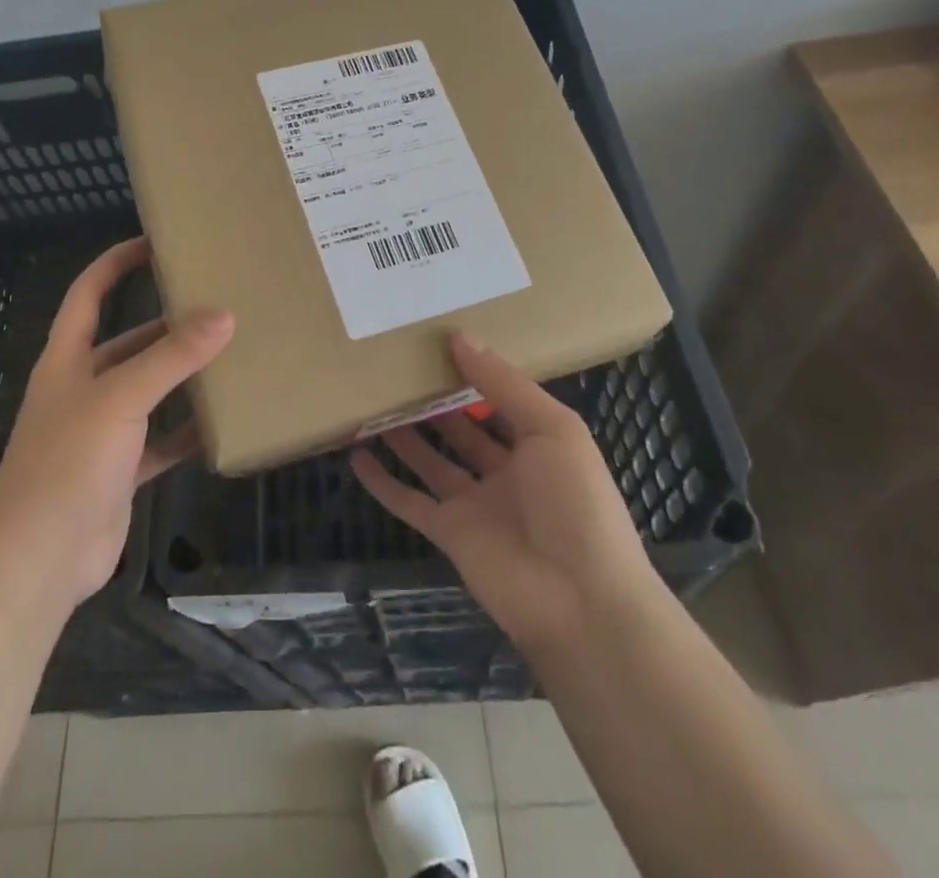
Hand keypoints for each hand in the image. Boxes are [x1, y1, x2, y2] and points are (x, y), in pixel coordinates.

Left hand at [0, 238, 232, 603]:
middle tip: (215, 306)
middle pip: (127, 343)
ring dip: (180, 377)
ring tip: (228, 356)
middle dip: (165, 325)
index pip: (88, 294)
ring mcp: (100, 433)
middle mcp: (82, 388)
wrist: (38, 558)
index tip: (156, 243)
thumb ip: (171, 357)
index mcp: (68, 359)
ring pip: (147, 392)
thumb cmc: (68, 461)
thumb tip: (224, 316)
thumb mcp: (120, 398)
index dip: (115, 263)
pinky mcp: (118, 472)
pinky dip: (186, 432)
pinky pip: (159, 442)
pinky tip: (221, 423)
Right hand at [351, 334, 660, 653]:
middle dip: (434, 402)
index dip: (473, 372)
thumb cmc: (576, 503)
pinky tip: (357, 456)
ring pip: (431, 461)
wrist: (581, 602)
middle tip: (395, 368)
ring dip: (404, 435)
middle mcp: (505, 471)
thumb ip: (505, 384)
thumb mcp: (553, 430)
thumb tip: (459, 337)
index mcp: (538, 444)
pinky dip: (382, 482)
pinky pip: (409, 502)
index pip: (500, 399)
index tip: (436, 342)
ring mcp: (475, 504)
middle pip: (461, 429)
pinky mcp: (449, 533)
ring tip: (372, 402)